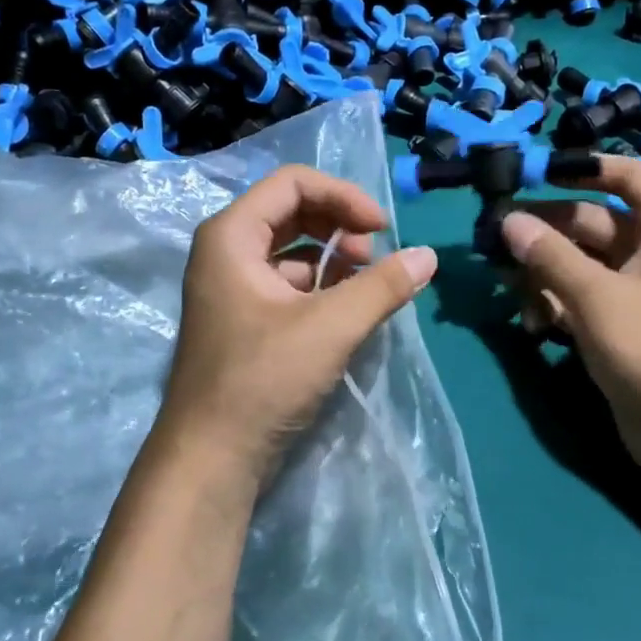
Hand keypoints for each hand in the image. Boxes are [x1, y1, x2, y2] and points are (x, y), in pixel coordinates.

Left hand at [155, 165, 438, 482]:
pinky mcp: (244, 320)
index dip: (343, 196)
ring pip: (291, 250)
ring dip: (333, 258)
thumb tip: (428, 257)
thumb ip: (382, 286)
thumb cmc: (262, 380)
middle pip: (292, 211)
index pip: (293, 182)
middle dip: (339, 225)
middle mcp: (226, 252)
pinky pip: (287, 283)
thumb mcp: (330, 327)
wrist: (211, 458)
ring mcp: (232, 287)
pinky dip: (321, 287)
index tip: (382, 229)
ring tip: (367, 286)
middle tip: (375, 257)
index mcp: (231, 236)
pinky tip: (347, 310)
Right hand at [499, 155, 640, 482]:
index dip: (585, 168)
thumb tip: (509, 221)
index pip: (628, 176)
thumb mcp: (599, 296)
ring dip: (542, 273)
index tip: (536, 173)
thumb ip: (550, 256)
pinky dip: (554, 306)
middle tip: (493, 240)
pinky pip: (580, 301)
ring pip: (579, 265)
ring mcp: (635, 294)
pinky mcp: (619, 329)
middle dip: (544, 231)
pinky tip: (531, 325)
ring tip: (504, 288)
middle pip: (591, 223)